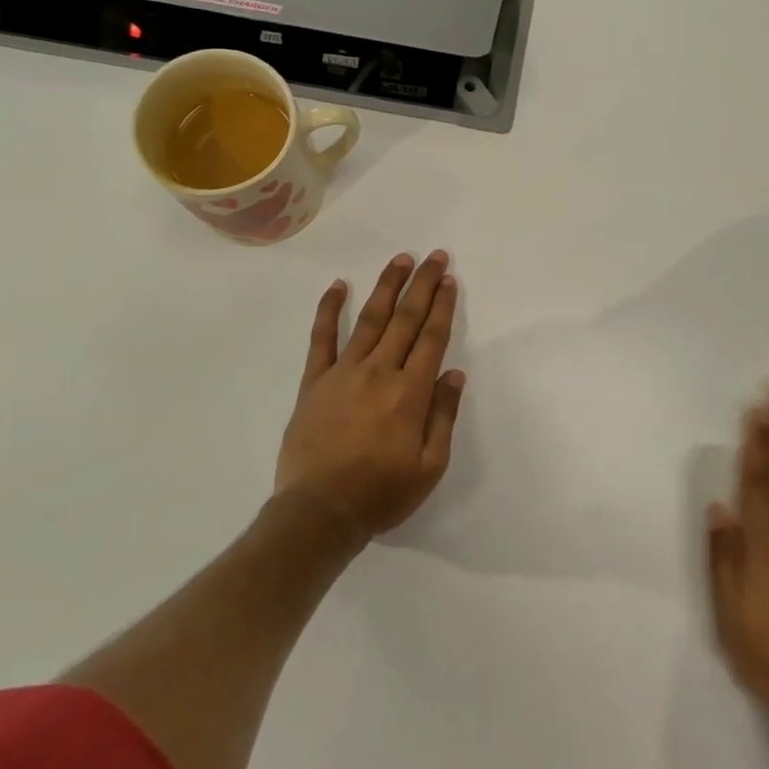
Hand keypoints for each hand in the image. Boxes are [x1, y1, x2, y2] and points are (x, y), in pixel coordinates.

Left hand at [276, 251, 465, 539]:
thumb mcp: (430, 466)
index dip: (442, 306)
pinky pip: (322, 339)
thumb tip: (454, 375)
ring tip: (400, 260)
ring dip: (386, 287)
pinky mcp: (315, 382)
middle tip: (435, 257)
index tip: (450, 280)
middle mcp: (379, 372)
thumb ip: (443, 416)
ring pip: (369, 320)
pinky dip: (329, 310)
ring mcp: (343, 373)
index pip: (431, 338)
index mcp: (410, 392)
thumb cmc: (382, 493)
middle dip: (423, 285)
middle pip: (405, 319)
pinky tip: (338, 286)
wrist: (320, 511)